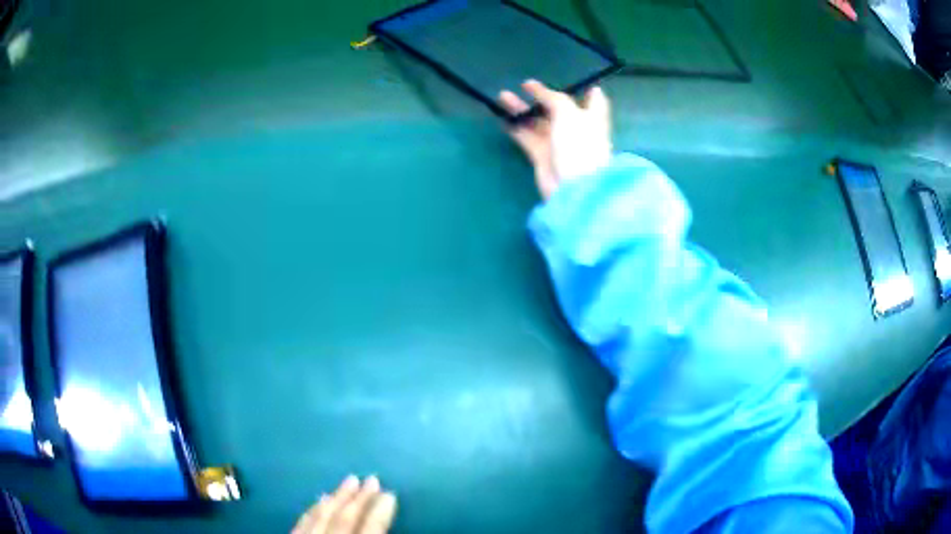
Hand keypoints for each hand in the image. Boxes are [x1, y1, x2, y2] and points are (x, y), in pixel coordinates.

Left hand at [292, 476, 396, 533]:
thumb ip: (378, 533)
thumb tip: (386, 518)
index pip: (371, 527)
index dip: (382, 509)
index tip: (390, 492)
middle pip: (346, 517)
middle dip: (360, 498)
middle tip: (371, 477)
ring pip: (322, 515)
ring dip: (337, 498)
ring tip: (349, 480)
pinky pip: (302, 522)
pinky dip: (313, 510)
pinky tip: (319, 499)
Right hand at [499, 80, 611, 199]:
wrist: (573, 186)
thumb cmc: (578, 144)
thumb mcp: (568, 112)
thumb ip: (552, 98)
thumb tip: (537, 89)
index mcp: (591, 117)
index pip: (594, 100)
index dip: (587, 90)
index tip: (576, 81)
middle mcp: (576, 128)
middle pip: (558, 108)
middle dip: (541, 96)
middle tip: (523, 84)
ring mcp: (558, 143)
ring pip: (537, 121)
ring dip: (521, 109)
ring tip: (502, 96)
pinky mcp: (542, 156)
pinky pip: (526, 137)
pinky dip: (515, 127)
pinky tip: (502, 117)